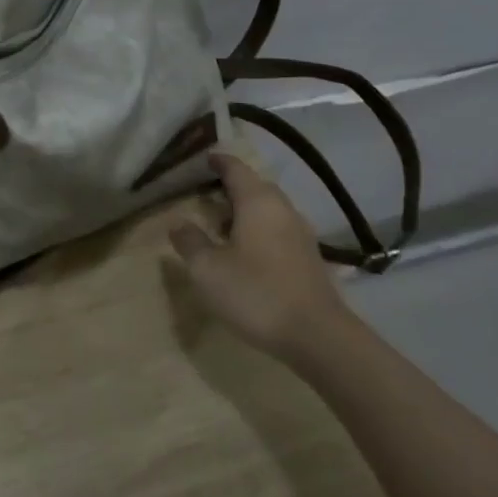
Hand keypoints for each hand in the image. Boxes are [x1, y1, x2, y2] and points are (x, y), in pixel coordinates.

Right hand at [167, 152, 352, 356]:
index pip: (235, 168)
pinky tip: (244, 252)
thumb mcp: (208, 269)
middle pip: (254, 186)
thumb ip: (190, 242)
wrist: (318, 337)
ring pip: (267, 210)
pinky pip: (277, 230)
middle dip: (229, 186)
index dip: (217, 161)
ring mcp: (300, 234)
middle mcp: (283, 209)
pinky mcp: (308, 258)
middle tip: (203, 193)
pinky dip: (257, 230)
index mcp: (258, 202)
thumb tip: (179, 223)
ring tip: (218, 225)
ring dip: (243, 211)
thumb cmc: (257, 293)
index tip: (201, 158)